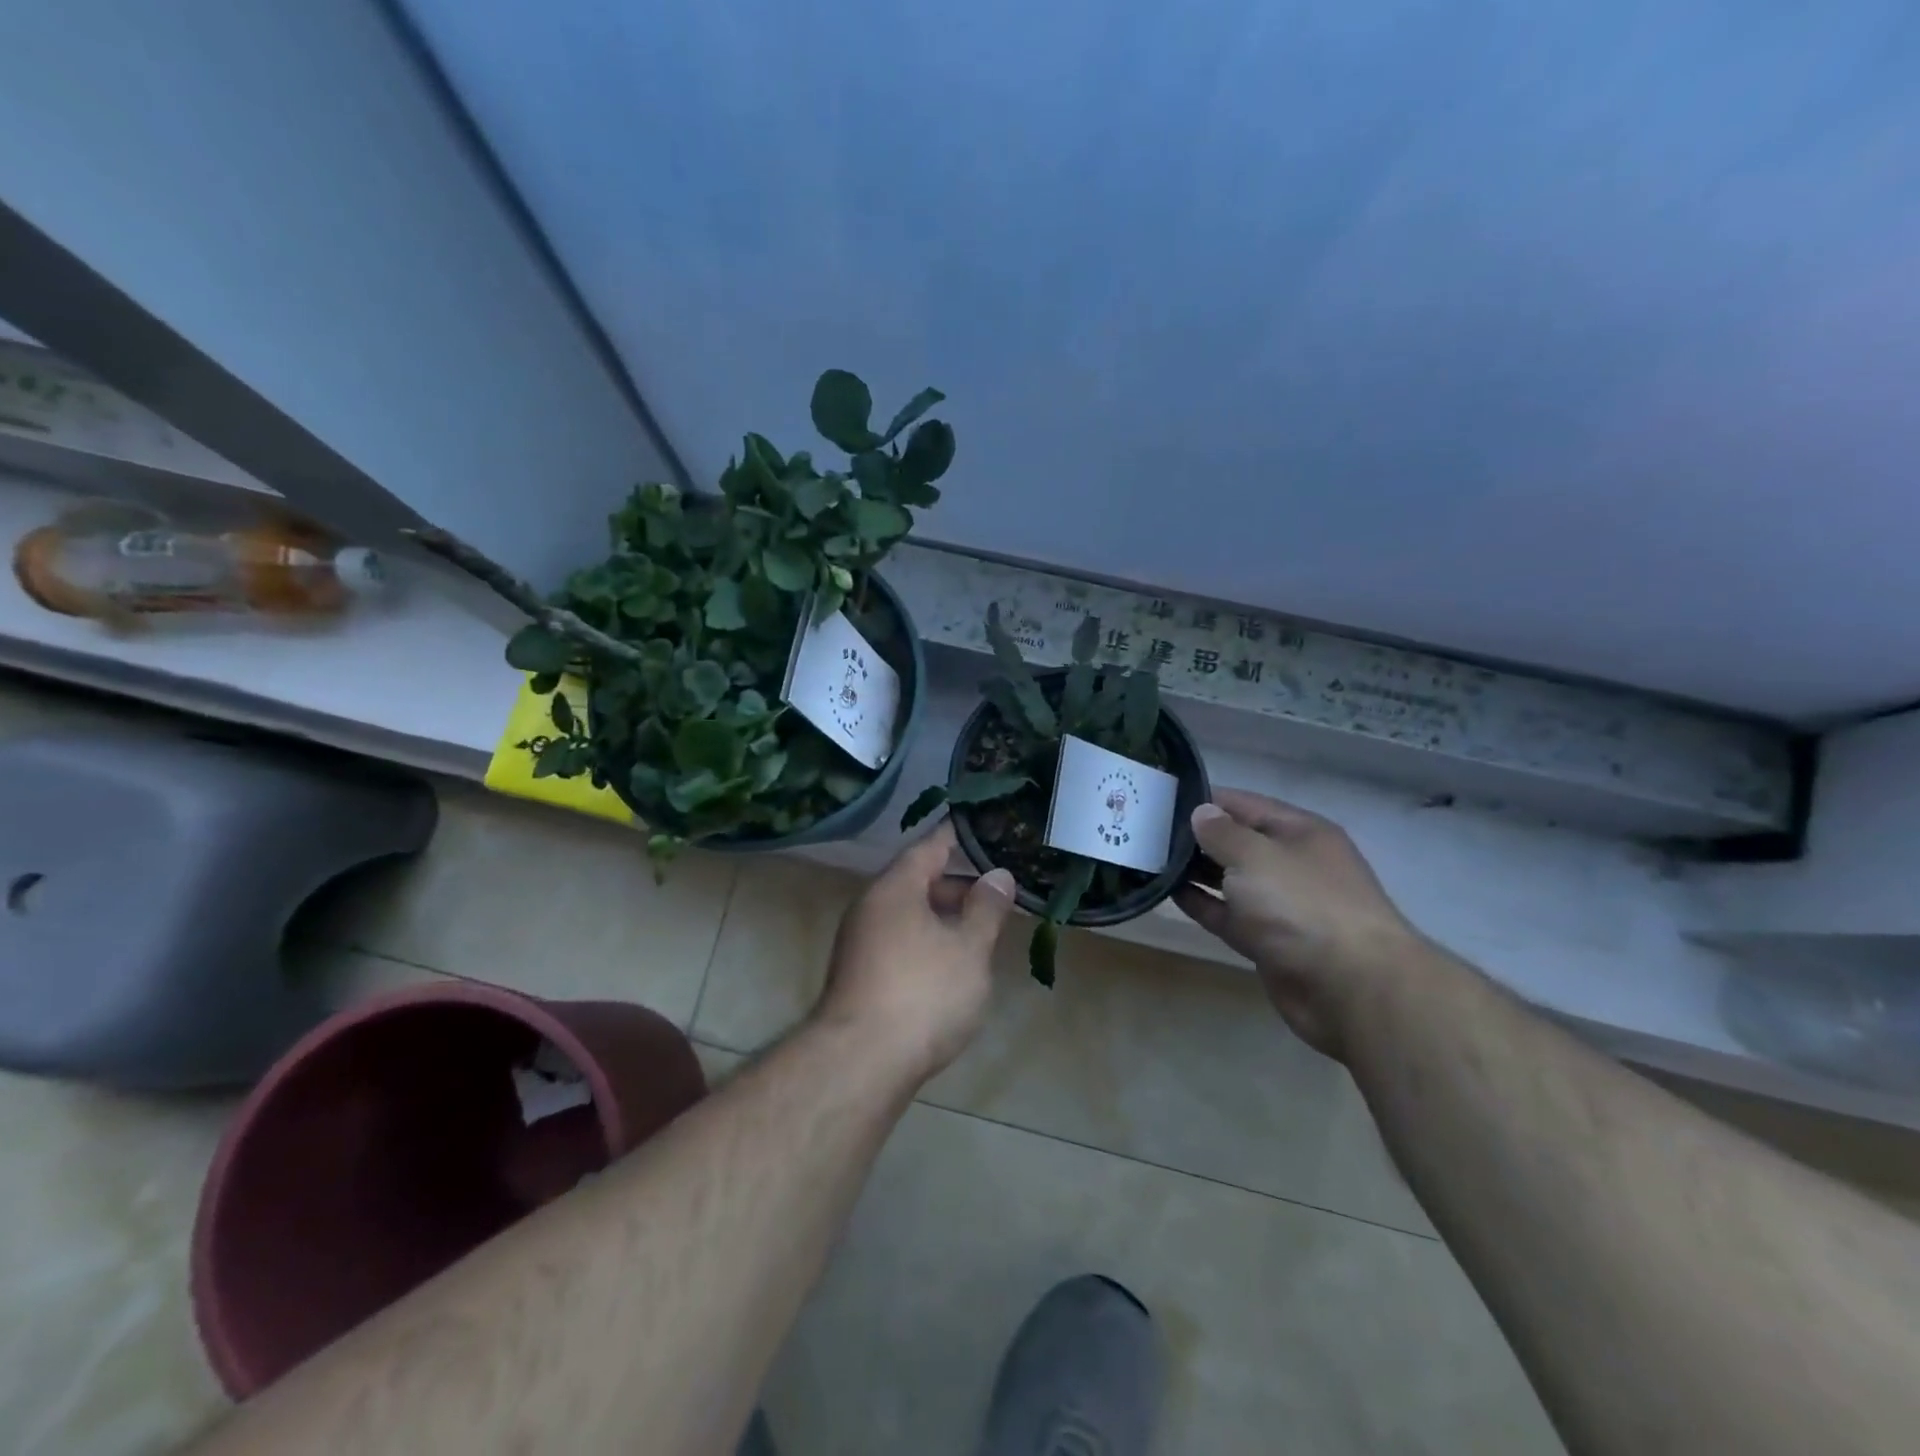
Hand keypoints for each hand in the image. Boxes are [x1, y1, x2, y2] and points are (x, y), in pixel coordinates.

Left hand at [815, 823, 1016, 1081]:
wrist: (860, 1064)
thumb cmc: (923, 994)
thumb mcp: (968, 949)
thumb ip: (986, 909)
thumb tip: (998, 875)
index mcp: (895, 888)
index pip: (930, 846)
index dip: (959, 836)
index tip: (986, 827)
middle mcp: (871, 907)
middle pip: (919, 881)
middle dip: (959, 885)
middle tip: (999, 891)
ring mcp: (861, 942)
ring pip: (910, 915)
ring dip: (945, 917)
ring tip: (984, 930)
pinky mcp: (860, 975)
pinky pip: (901, 941)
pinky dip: (929, 941)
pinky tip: (953, 965)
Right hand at [1173, 789, 1423, 1057]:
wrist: (1350, 987)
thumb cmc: (1302, 904)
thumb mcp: (1256, 856)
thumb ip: (1222, 833)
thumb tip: (1202, 813)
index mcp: (1300, 833)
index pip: (1246, 804)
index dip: (1207, 799)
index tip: (1163, 798)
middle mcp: (1292, 864)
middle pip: (1238, 842)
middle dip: (1198, 836)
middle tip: (1147, 829)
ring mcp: (1282, 905)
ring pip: (1231, 880)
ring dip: (1196, 871)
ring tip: (1151, 858)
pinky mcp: (1269, 941)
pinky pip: (1229, 915)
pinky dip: (1203, 904)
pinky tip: (1169, 892)